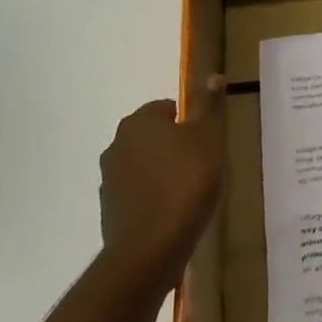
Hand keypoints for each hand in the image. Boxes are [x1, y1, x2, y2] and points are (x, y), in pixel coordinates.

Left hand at [99, 76, 226, 280]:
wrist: (151, 247)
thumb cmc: (186, 182)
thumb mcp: (210, 138)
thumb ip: (210, 106)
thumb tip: (212, 75)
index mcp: (138, 123)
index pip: (167, 108)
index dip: (191, 122)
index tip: (208, 142)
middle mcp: (117, 145)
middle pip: (154, 136)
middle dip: (176, 146)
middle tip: (204, 165)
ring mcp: (109, 180)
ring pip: (145, 165)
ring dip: (164, 172)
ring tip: (192, 191)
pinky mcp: (110, 209)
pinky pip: (139, 193)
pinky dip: (155, 197)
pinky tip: (175, 212)